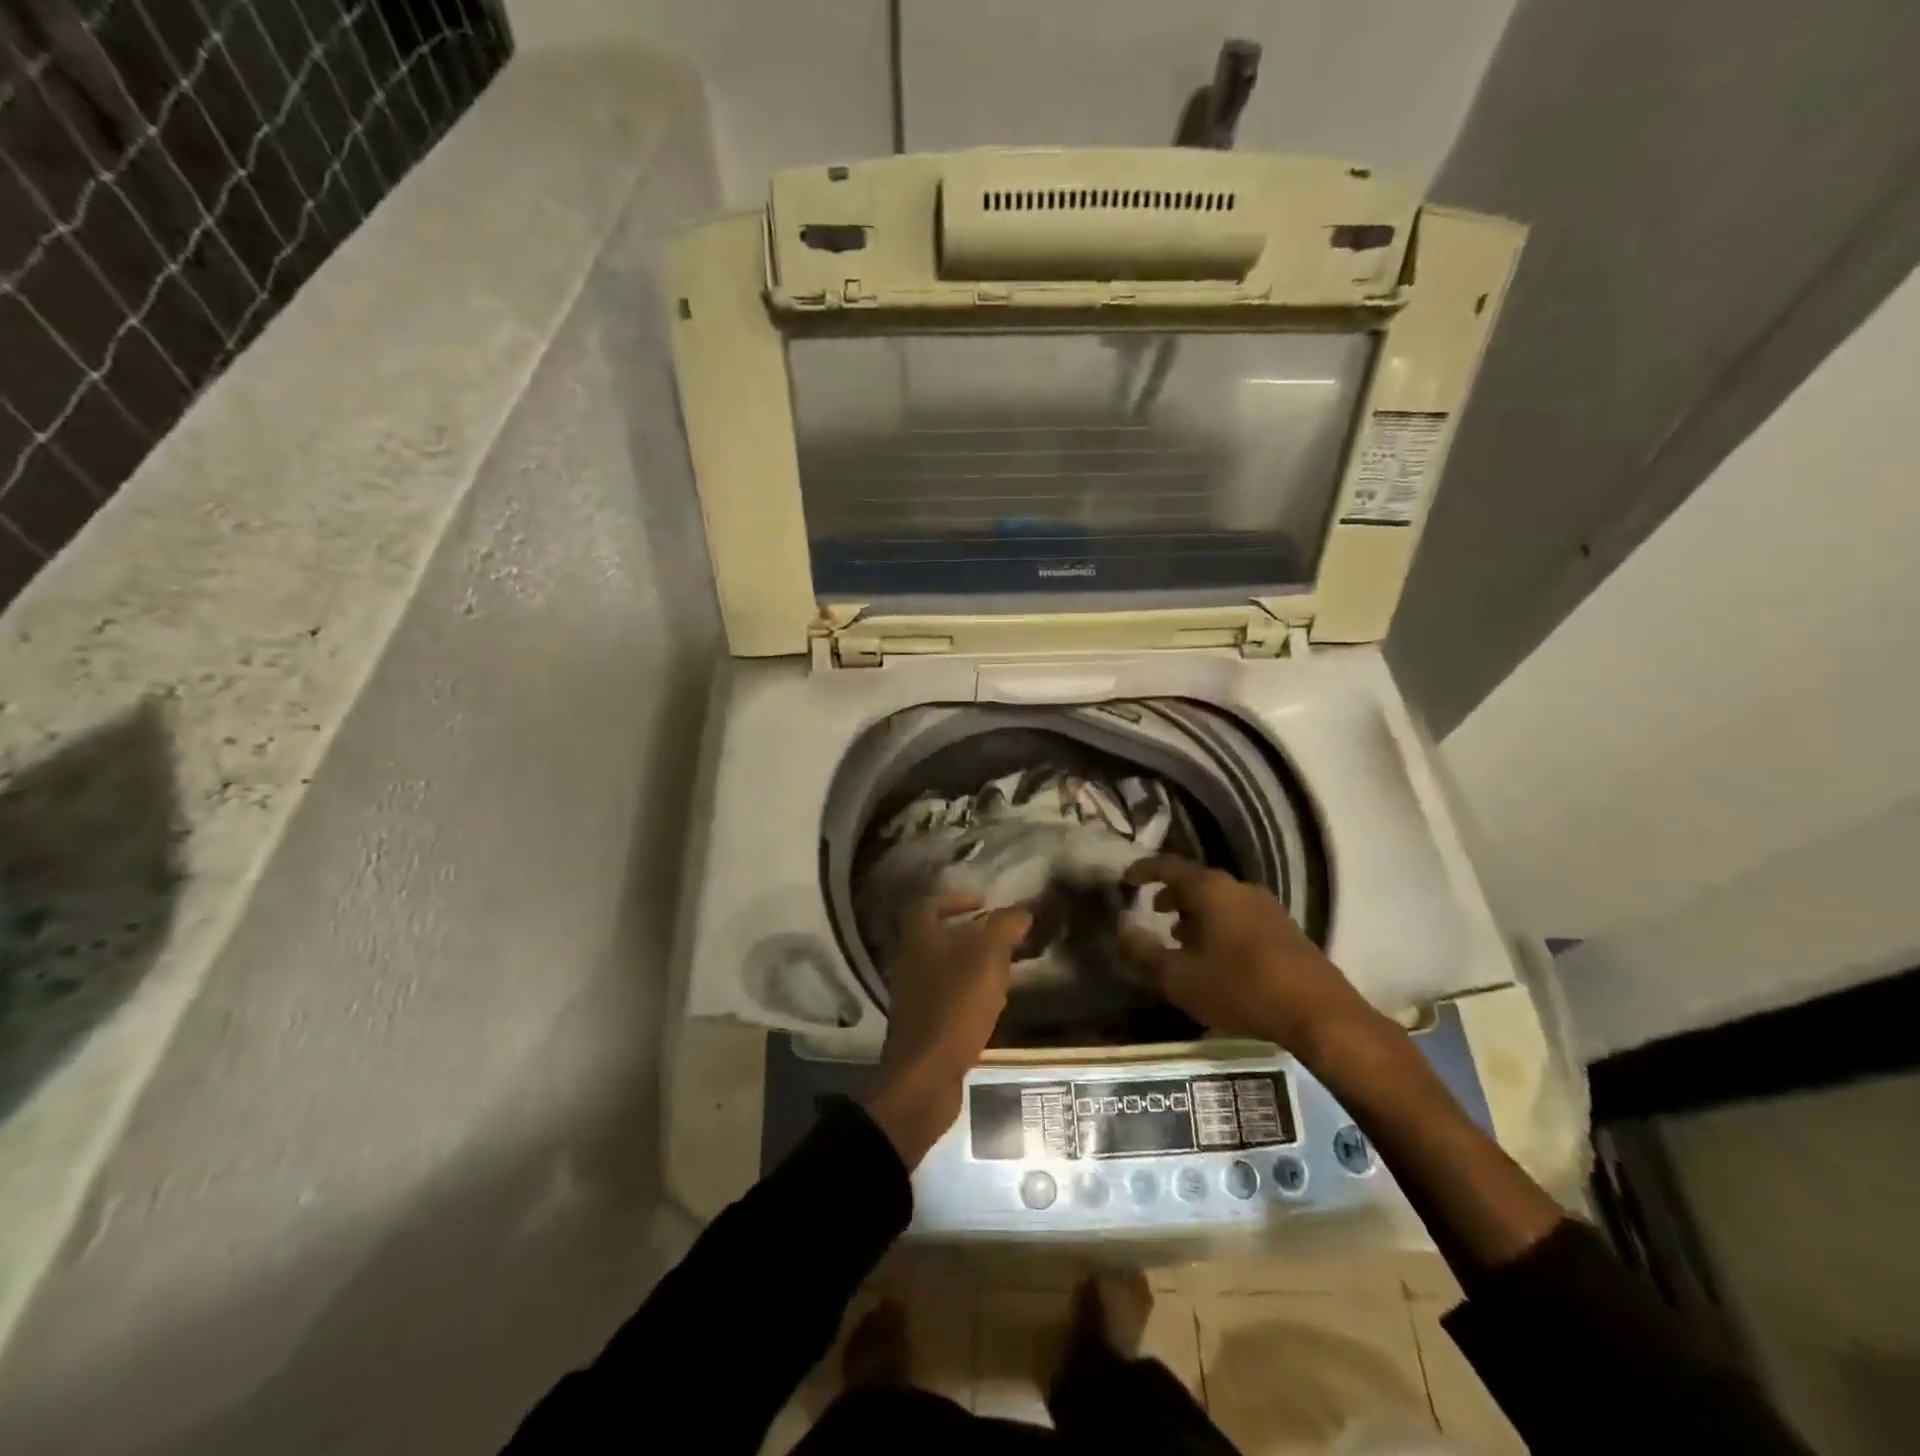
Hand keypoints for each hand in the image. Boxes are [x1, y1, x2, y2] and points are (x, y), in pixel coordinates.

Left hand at [861, 892, 1031, 1165]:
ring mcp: (913, 997)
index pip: (929, 904)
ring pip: (944, 969)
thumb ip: (1004, 927)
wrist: (925, 1076)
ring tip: (1003, 969)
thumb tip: (1021, 911)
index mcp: (919, 939)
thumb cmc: (955, 1006)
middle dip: (969, 934)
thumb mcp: (988, 958)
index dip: (956, 899)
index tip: (984, 903)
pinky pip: (947, 998)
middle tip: (1000, 937)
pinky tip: (992, 1006)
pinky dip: (968, 995)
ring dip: (971, 965)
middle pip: (937, 937)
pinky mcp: (922, 1026)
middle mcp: (909, 963)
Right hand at [1119, 855, 1377, 1057]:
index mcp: (1211, 890)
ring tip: (1181, 938)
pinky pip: (1240, 916)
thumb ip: (1144, 954)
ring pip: (1221, 901)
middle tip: (1154, 911)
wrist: (1318, 1013)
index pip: (1169, 866)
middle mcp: (1239, 888)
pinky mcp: (1285, 930)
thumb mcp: (1180, 978)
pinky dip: (1219, 926)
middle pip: (1198, 882)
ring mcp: (1267, 907)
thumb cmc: (1240, 988)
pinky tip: (1216, 957)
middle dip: (1173, 894)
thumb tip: (1121, 931)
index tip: (1126, 879)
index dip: (1145, 870)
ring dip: (1197, 913)